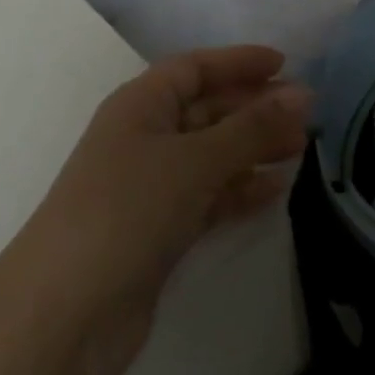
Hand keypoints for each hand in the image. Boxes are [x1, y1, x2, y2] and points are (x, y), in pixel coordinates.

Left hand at [0, 46, 311, 374]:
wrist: (67, 311)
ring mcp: (149, 186)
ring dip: (252, 148)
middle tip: (307, 114)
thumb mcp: (194, 160)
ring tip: (300, 149)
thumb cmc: (128, 210)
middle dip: (253, 108)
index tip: (285, 64)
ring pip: (210, 154)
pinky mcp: (158, 229)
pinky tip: (274, 190)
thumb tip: (303, 94)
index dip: (237, 62)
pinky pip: (207, 196)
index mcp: (139, 105)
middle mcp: (142, 138)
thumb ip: (251, 128)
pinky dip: (238, 190)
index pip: (193, 68)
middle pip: (205, 109)